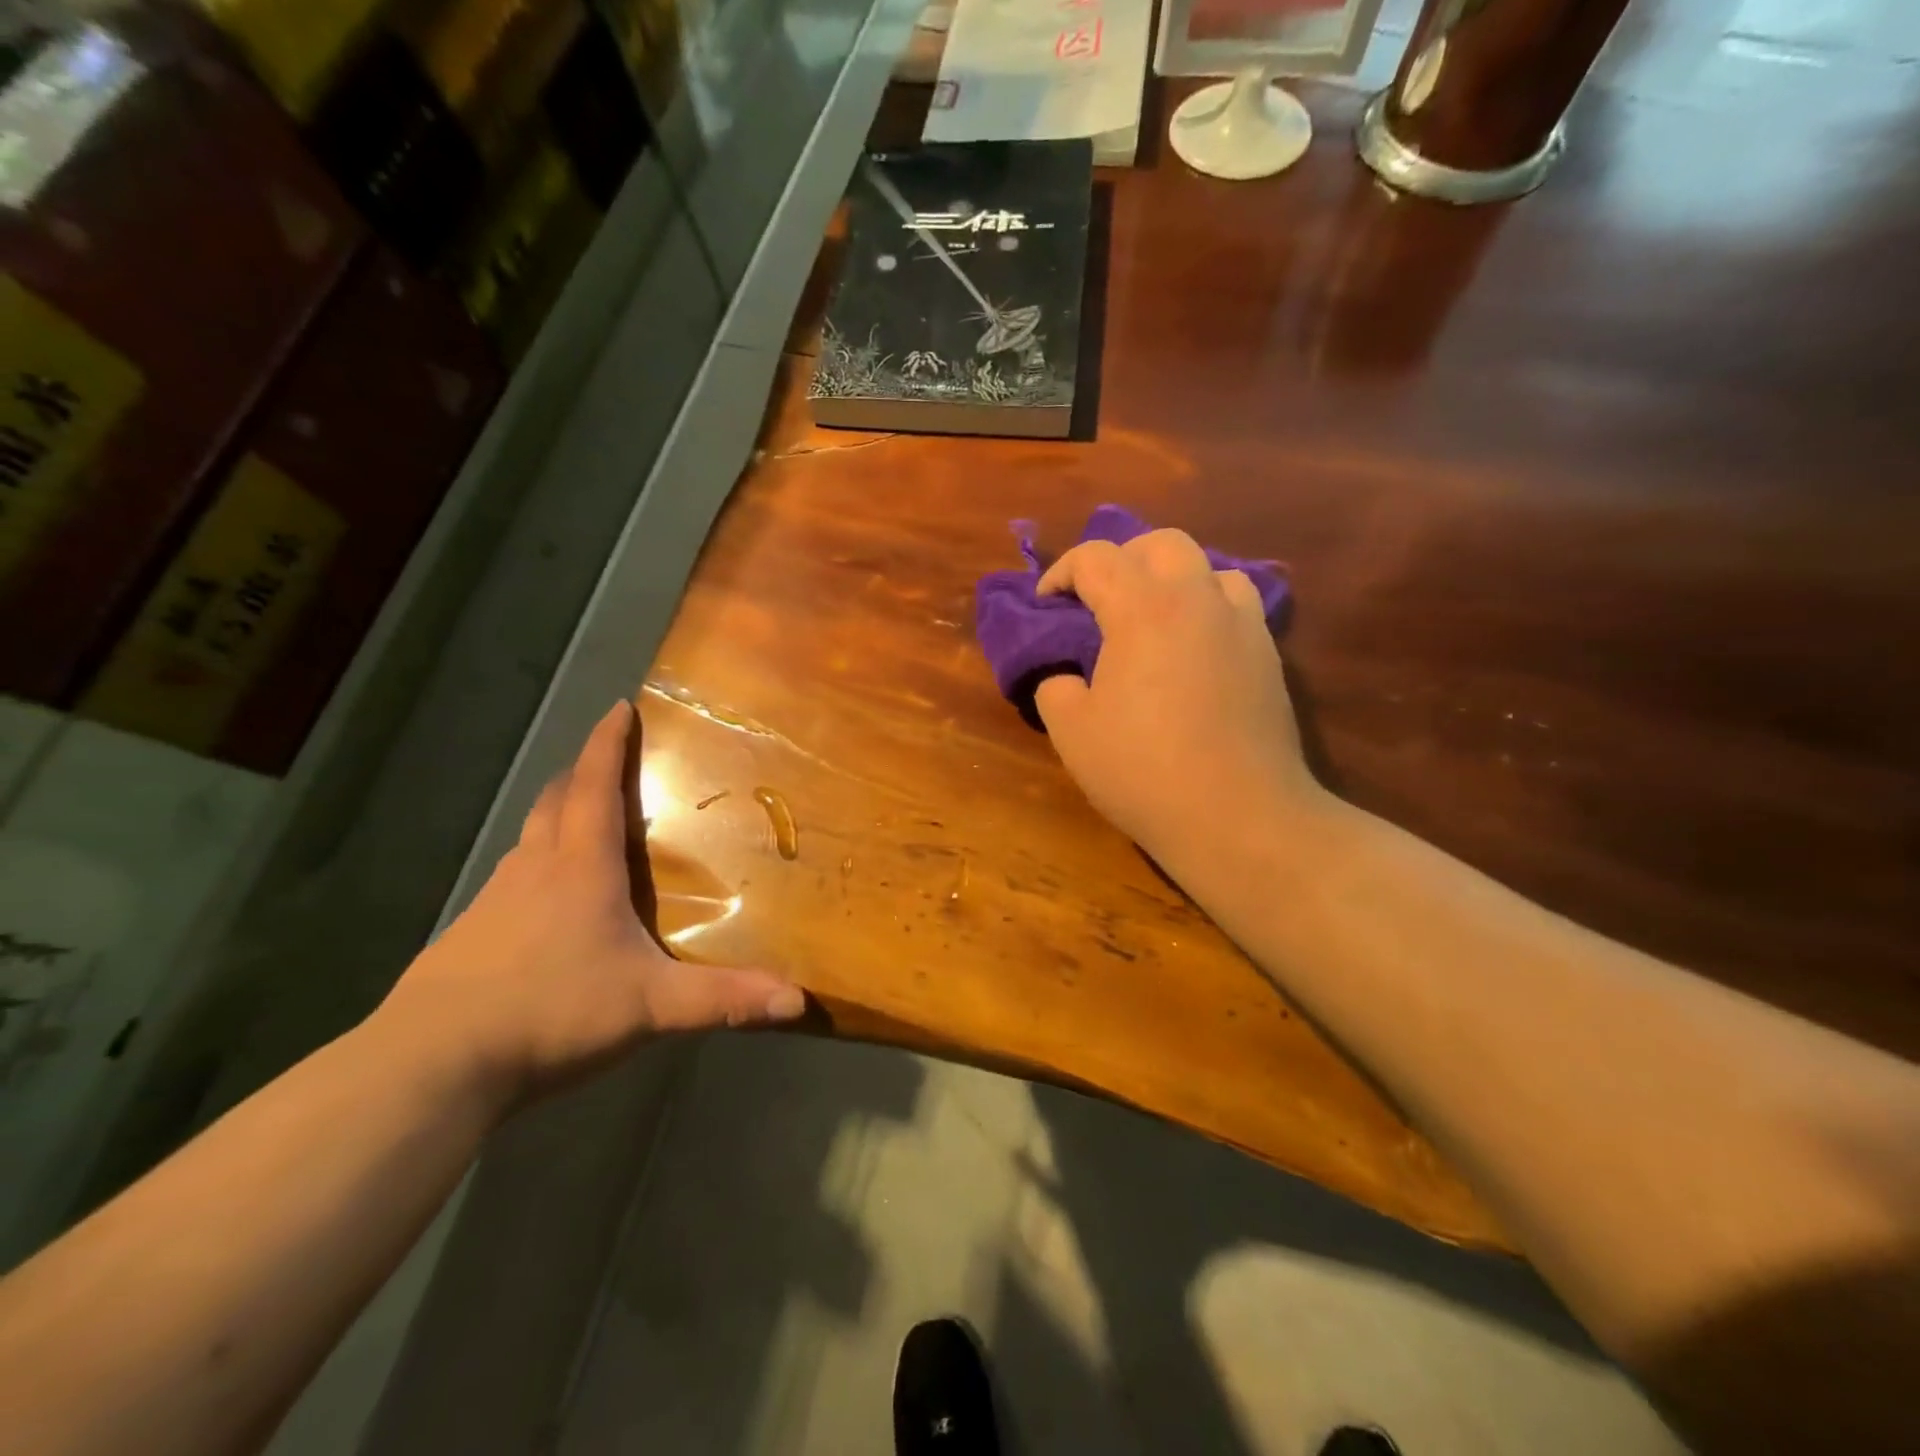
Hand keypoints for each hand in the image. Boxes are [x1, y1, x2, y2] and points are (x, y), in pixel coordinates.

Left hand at [380, 701, 804, 1109]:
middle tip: (612, 765)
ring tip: (587, 826)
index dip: (608, 743)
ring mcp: (494, 899)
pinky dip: (536, 865)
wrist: (433, 1063)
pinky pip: (512, 878)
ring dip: (559, 816)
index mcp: (581, 866)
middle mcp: (535, 868)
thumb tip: (798, 1000)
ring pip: (530, 837)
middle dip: (584, 772)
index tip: (620, 706)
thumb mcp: (650, 1006)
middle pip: (557, 800)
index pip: (595, 785)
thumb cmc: (551, 1010)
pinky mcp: (469, 933)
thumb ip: (724, 1000)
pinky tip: (548, 903)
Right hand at [1033, 529, 1323, 873]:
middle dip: (1121, 559)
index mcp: (1143, 609)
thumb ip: (1055, 688)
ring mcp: (1242, 625)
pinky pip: (1236, 606)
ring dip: (1172, 579)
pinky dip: (1206, 609)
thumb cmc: (1143, 771)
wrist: (1238, 816)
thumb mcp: (1071, 733)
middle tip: (1099, 600)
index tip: (1046, 603)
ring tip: (1151, 618)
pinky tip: (1192, 650)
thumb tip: (1065, 676)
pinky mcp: (1269, 655)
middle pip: (1161, 543)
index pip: (1096, 558)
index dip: (1061, 572)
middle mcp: (1197, 600)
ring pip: (1208, 567)